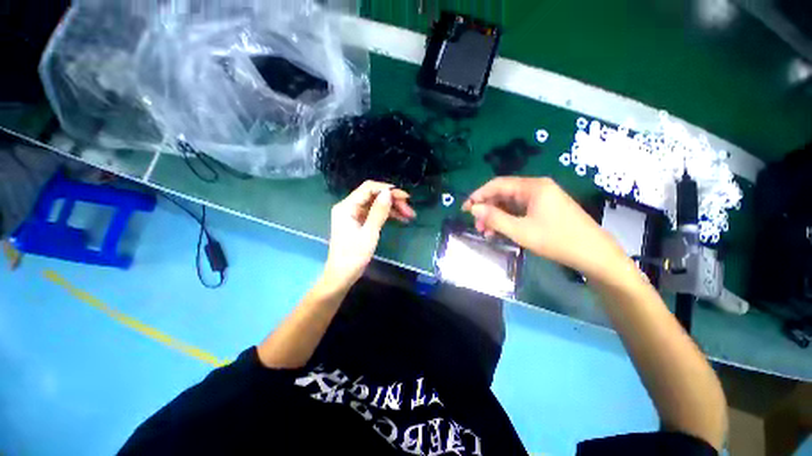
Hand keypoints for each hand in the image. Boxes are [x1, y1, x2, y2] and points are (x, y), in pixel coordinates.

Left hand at [323, 181, 415, 289]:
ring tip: (409, 215)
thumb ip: (379, 212)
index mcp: (347, 206)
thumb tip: (388, 193)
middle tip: (409, 209)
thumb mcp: (369, 233)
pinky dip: (386, 215)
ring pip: (375, 204)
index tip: (404, 197)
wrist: (342, 275)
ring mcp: (353, 215)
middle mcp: (349, 207)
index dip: (387, 189)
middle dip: (392, 200)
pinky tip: (400, 219)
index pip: (368, 188)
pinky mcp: (358, 222)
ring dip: (392, 208)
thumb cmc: (354, 256)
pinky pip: (374, 213)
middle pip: (373, 196)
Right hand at [462, 177, 625, 279]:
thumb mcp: (520, 231)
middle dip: (487, 209)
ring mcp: (542, 198)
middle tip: (476, 225)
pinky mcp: (545, 208)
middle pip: (503, 194)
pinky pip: (520, 210)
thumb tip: (473, 208)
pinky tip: (500, 231)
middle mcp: (537, 188)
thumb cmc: (556, 240)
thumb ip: (494, 218)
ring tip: (486, 232)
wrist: (594, 254)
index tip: (465, 209)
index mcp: (532, 187)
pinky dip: (508, 219)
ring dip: (496, 216)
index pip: (497, 185)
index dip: (478, 195)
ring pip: (510, 203)